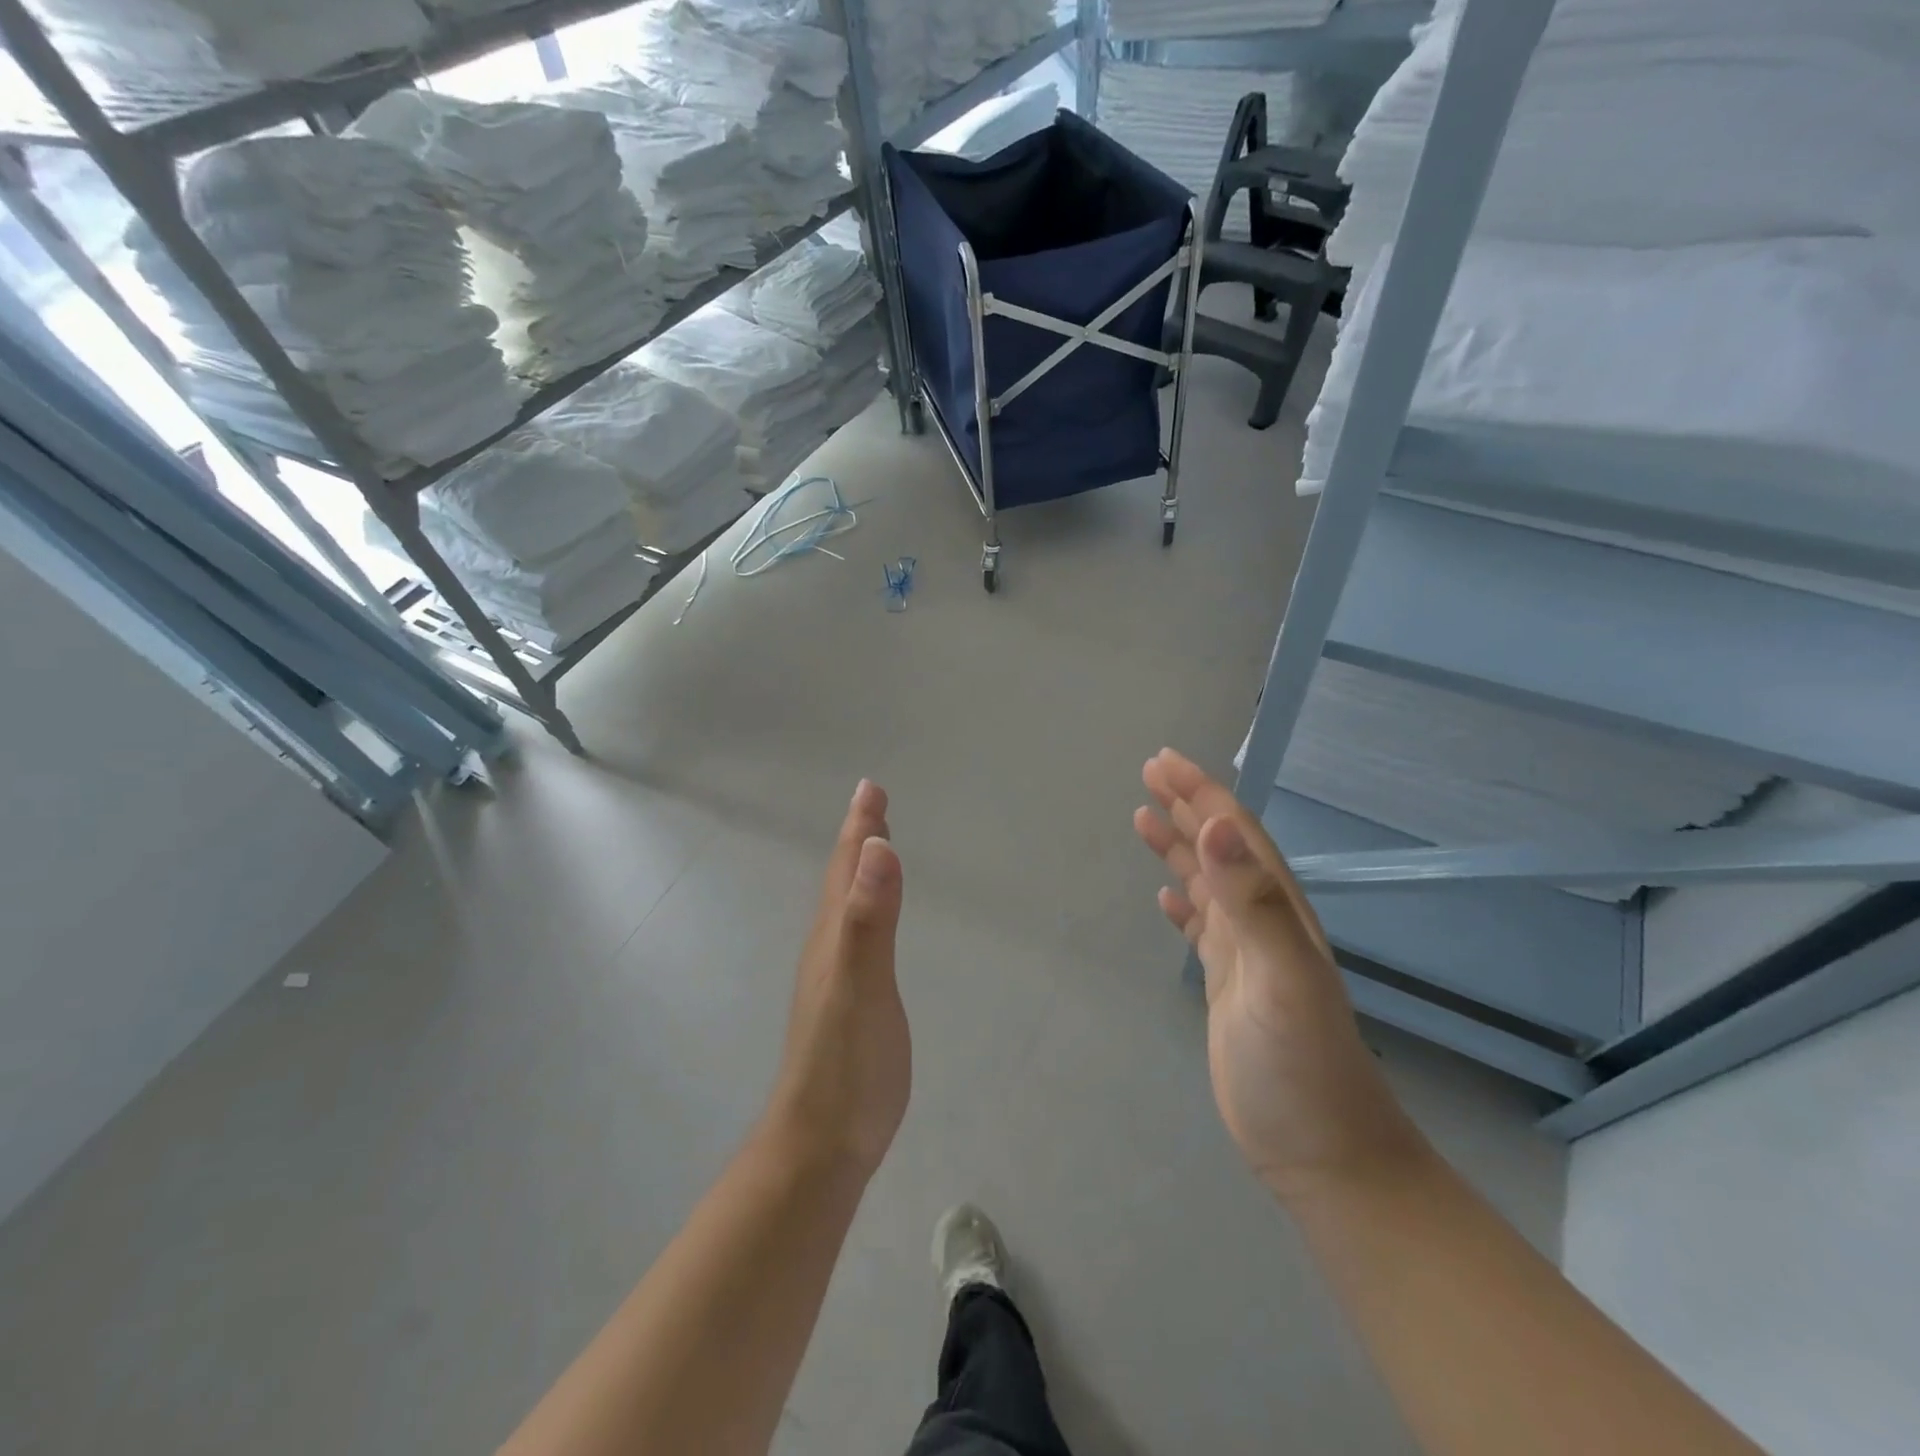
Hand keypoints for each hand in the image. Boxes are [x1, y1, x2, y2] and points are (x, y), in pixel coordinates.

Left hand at [764, 779, 909, 1179]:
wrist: (822, 1144)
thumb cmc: (846, 1063)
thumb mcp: (861, 985)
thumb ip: (869, 918)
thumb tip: (877, 847)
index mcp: (834, 936)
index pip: (848, 869)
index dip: (859, 827)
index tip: (870, 787)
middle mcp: (829, 948)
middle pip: (843, 880)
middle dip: (858, 838)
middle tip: (872, 803)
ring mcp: (835, 977)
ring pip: (846, 906)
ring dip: (859, 870)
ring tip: (872, 848)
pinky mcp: (847, 1003)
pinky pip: (856, 936)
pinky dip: (865, 909)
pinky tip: (870, 922)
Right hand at [1134, 749, 1426, 1203]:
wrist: (1323, 1151)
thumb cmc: (1301, 1065)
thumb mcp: (1280, 979)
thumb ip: (1251, 903)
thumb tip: (1219, 826)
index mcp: (1275, 908)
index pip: (1234, 833)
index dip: (1201, 792)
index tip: (1162, 761)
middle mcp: (1262, 920)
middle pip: (1220, 847)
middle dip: (1187, 805)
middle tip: (1149, 772)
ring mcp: (1246, 954)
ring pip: (1208, 882)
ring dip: (1180, 846)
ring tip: (1144, 817)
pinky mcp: (1230, 985)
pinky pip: (1202, 926)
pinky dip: (1184, 902)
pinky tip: (1167, 896)